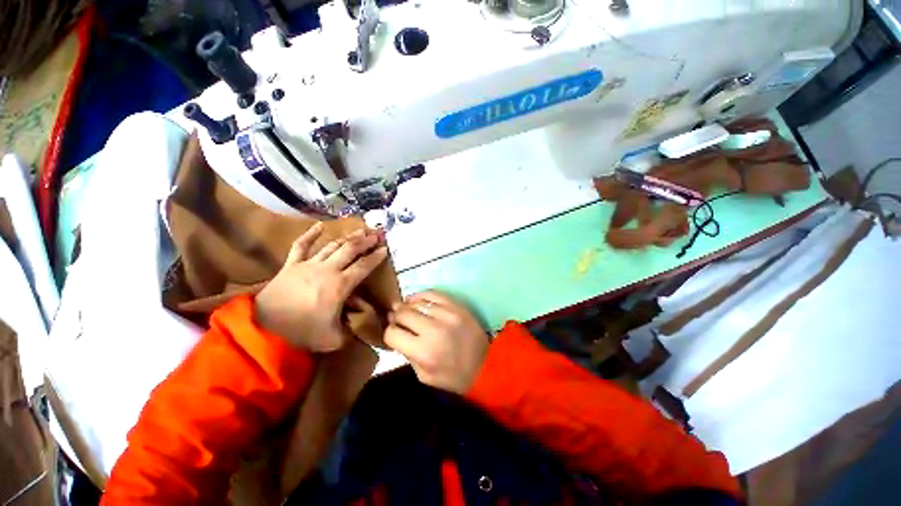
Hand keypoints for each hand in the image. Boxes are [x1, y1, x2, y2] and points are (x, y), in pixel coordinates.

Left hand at [255, 223, 387, 351]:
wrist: (263, 329)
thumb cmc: (302, 333)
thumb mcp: (334, 338)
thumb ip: (350, 329)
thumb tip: (357, 324)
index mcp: (340, 286)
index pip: (363, 267)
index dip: (376, 257)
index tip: (385, 249)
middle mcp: (327, 270)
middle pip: (350, 250)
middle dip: (365, 241)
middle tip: (376, 234)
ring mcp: (308, 265)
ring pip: (332, 246)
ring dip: (347, 238)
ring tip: (359, 231)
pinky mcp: (291, 265)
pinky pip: (301, 246)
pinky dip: (310, 235)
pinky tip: (319, 225)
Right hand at [384, 291, 489, 393]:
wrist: (485, 365)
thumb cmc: (452, 376)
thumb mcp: (424, 376)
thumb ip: (407, 354)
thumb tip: (397, 332)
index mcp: (423, 351)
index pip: (393, 333)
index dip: (389, 333)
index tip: (393, 334)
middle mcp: (433, 329)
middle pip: (403, 313)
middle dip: (396, 317)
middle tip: (395, 319)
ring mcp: (447, 314)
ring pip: (417, 302)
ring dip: (407, 306)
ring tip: (404, 309)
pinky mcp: (457, 306)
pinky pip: (433, 293)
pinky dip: (421, 296)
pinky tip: (416, 300)